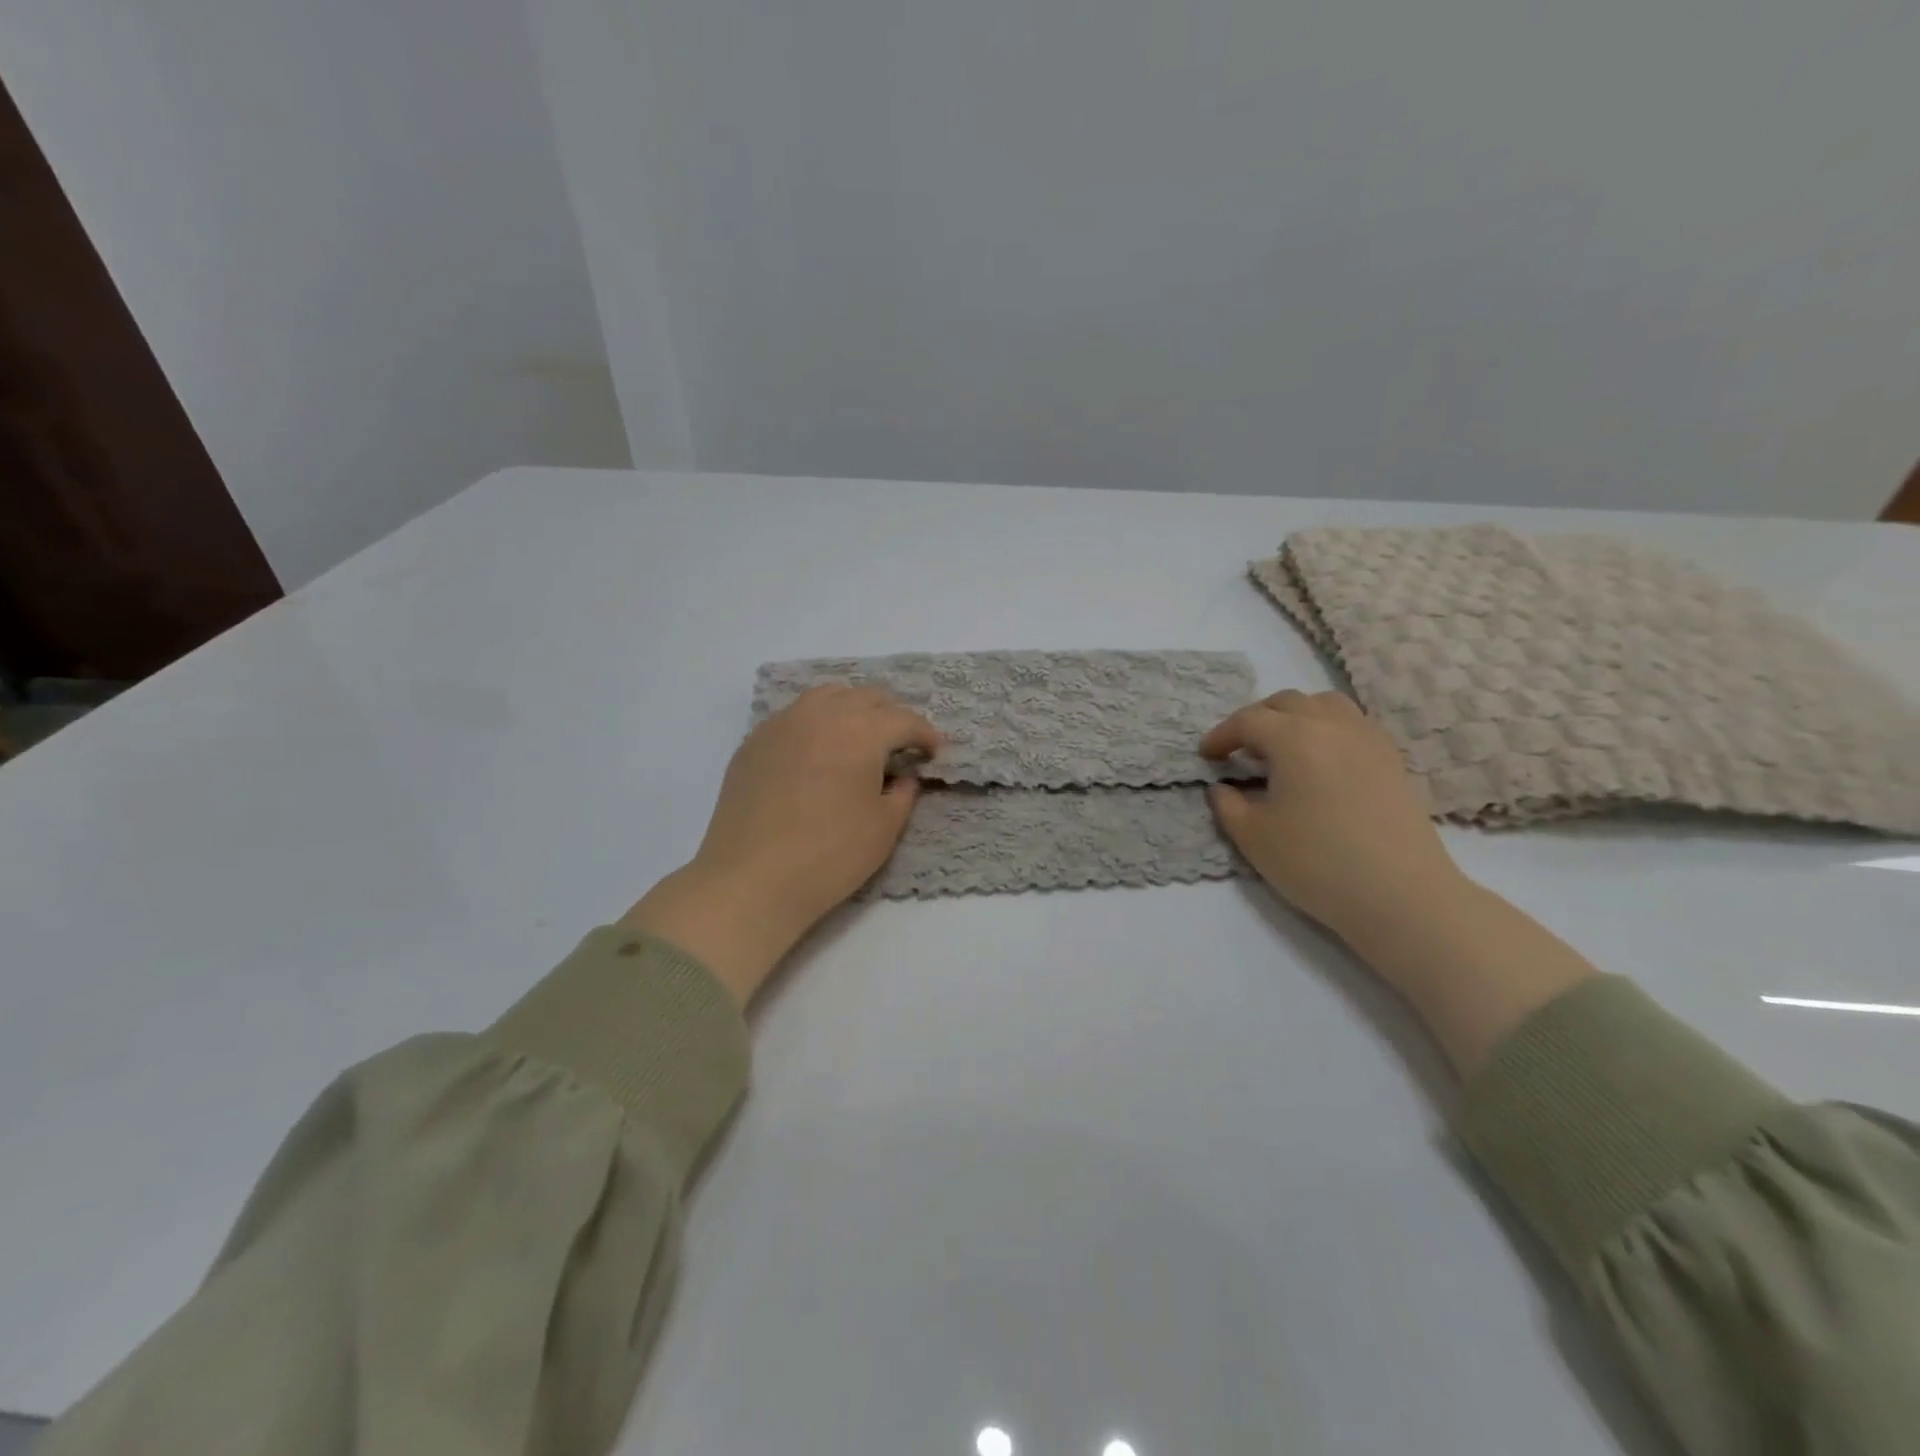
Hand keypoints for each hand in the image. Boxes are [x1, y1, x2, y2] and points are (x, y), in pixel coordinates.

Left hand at [624, 687, 940, 1004]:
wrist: (752, 879)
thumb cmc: (830, 855)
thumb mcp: (884, 828)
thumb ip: (903, 793)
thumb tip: (903, 776)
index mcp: (861, 730)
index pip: (903, 719)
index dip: (925, 734)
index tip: (934, 751)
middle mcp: (822, 714)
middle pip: (865, 697)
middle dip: (890, 715)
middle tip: (900, 743)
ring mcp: (782, 724)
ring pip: (826, 697)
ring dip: (851, 709)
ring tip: (858, 737)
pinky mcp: (754, 742)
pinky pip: (794, 717)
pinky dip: (816, 724)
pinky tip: (817, 753)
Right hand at [1201, 690, 1462, 943]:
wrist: (1400, 895)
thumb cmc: (1317, 863)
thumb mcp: (1253, 837)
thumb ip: (1228, 805)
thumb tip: (1223, 788)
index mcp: (1294, 738)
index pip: (1248, 721)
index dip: (1221, 735)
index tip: (1206, 756)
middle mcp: (1332, 726)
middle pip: (1287, 703)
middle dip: (1256, 719)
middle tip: (1240, 749)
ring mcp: (1368, 739)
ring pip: (1325, 705)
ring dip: (1295, 716)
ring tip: (1282, 747)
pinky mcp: (1391, 760)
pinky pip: (1352, 724)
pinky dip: (1327, 729)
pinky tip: (1320, 761)